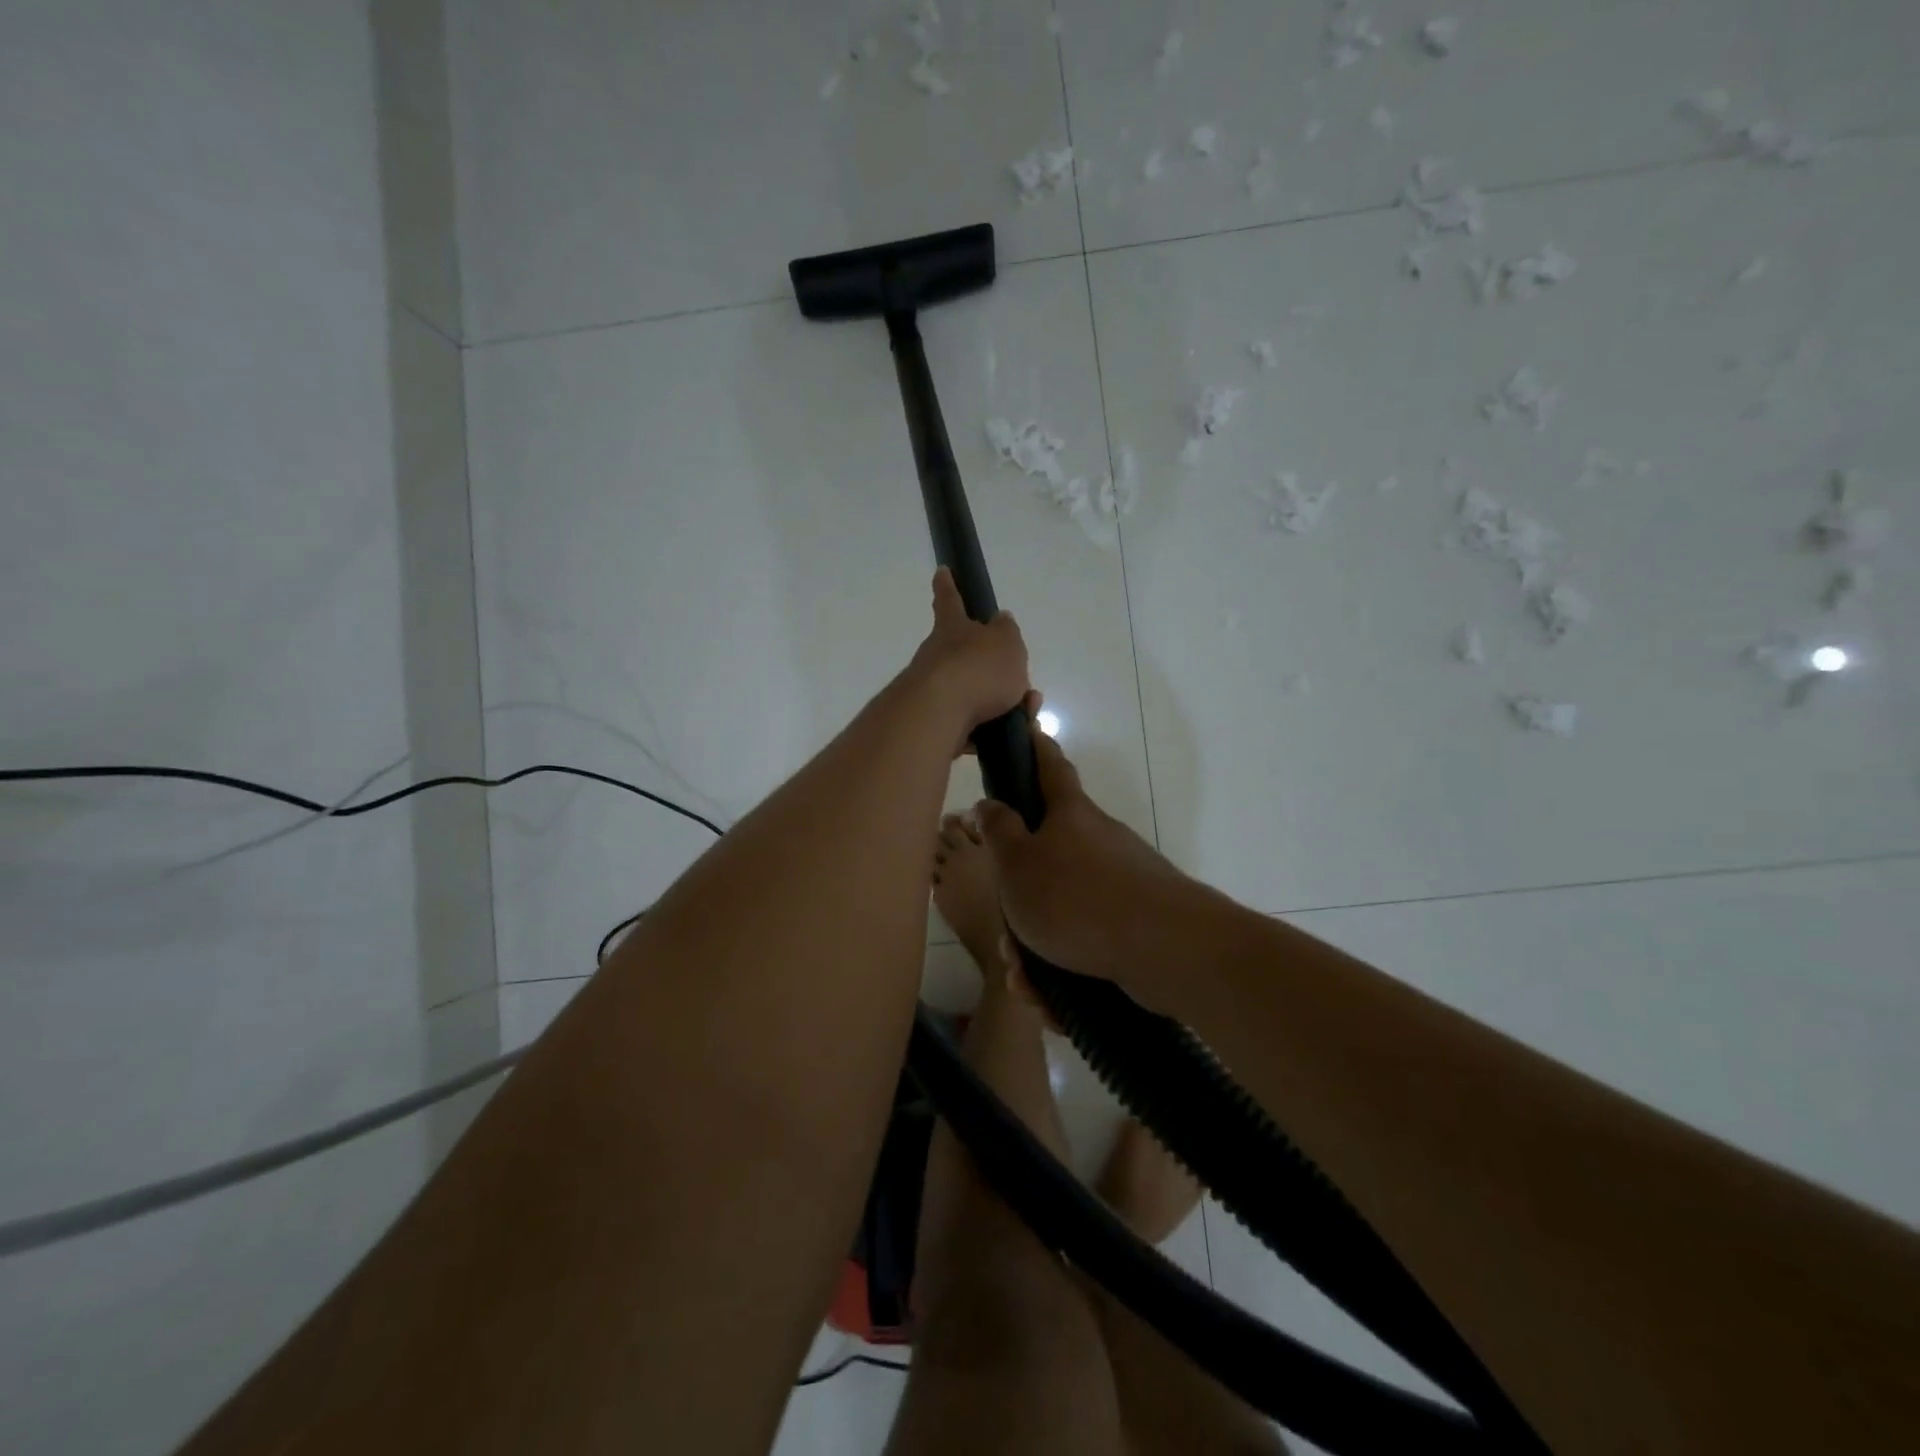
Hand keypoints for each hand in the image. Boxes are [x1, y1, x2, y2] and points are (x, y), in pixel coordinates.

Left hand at [904, 567, 1031, 746]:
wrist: (939, 716)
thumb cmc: (977, 670)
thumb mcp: (1007, 644)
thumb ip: (1007, 633)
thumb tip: (1001, 622)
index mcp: (953, 629)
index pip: (950, 600)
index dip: (948, 585)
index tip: (941, 571)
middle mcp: (938, 656)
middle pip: (967, 657)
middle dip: (995, 670)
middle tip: (1021, 687)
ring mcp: (933, 691)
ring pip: (973, 694)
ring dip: (1002, 704)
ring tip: (1025, 716)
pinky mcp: (934, 723)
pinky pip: (969, 725)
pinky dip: (988, 730)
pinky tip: (1006, 738)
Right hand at [973, 727, 1204, 993]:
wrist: (1165, 949)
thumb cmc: (1078, 897)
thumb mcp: (1018, 864)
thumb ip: (999, 831)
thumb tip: (988, 803)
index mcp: (1070, 815)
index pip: (1049, 766)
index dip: (1035, 747)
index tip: (1027, 729)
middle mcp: (1098, 841)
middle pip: (1048, 856)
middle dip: (1020, 898)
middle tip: (1006, 934)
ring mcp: (1121, 882)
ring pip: (1062, 909)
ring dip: (1037, 945)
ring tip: (1027, 979)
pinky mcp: (1135, 923)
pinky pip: (1086, 941)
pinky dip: (1065, 967)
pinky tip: (1051, 999)